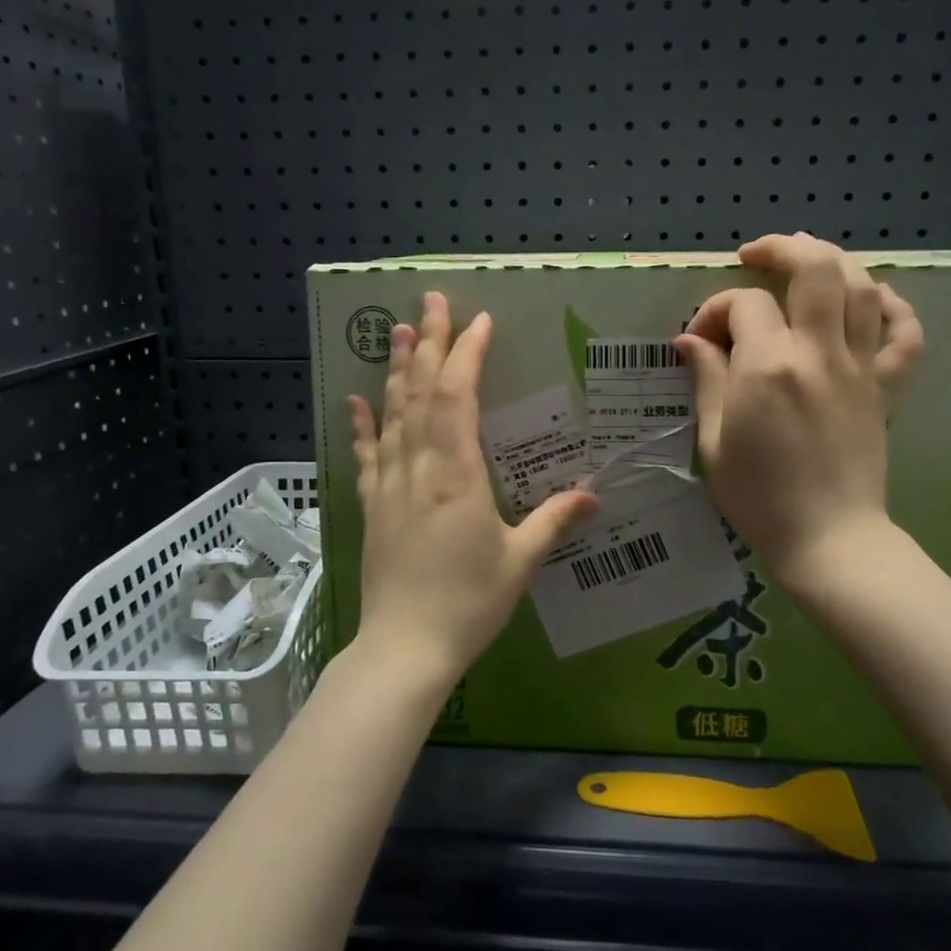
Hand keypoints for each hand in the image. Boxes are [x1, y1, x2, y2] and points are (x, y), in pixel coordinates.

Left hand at [347, 292, 598, 685]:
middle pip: (420, 393)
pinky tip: (355, 400)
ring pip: (391, 414)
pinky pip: (366, 455)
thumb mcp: (520, 562)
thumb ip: (554, 521)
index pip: (458, 398)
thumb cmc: (468, 604)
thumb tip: (594, 494)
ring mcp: (389, 485)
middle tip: (429, 301)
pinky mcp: (372, 507)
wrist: (404, 649)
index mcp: (457, 475)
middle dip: (426, 343)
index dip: (466, 355)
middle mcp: (418, 468)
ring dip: (394, 370)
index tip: (478, 321)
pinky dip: (362, 425)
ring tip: (396, 330)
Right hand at [674, 233, 923, 589]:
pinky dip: (893, 306)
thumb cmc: (758, 496)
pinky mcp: (885, 388)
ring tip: (805, 262)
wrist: (828, 538)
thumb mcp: (714, 439)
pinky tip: (871, 299)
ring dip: (831, 261)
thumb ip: (706, 379)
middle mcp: (818, 353)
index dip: (714, 310)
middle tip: (755, 256)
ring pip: (861, 286)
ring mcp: (860, 367)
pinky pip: (905, 334)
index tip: (699, 342)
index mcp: (768, 366)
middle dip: (781, 249)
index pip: (743, 304)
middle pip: (815, 268)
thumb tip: (690, 340)